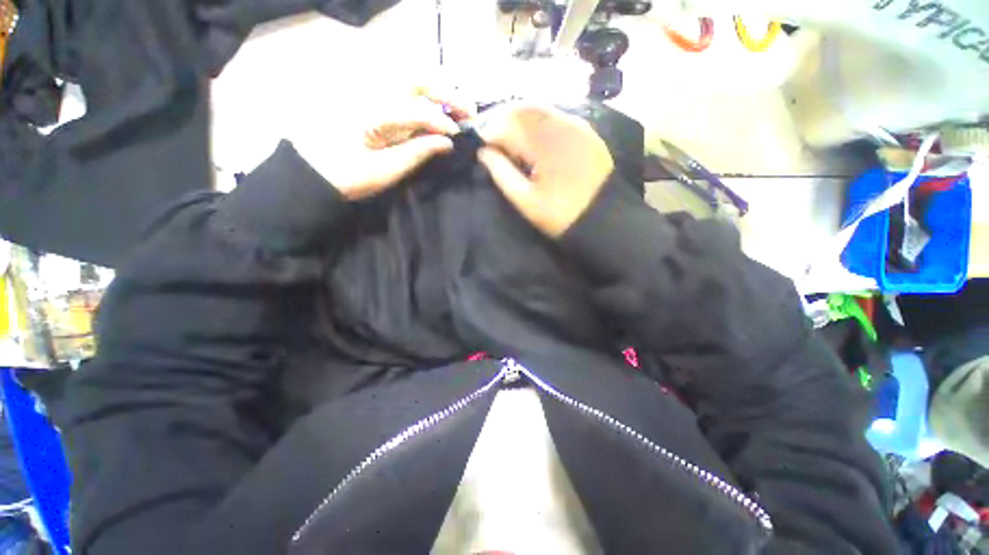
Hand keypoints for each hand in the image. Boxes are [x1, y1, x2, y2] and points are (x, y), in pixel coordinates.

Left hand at [301, 87, 475, 199]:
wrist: (312, 174)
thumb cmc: (348, 176)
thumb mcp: (386, 170)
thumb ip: (418, 152)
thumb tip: (447, 143)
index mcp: (371, 110)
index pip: (416, 108)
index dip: (441, 120)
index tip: (459, 135)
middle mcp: (368, 91)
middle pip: (414, 79)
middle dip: (446, 92)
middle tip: (469, 109)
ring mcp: (365, 92)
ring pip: (407, 79)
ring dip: (436, 90)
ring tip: (457, 106)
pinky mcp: (366, 99)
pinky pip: (399, 90)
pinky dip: (421, 96)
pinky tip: (435, 107)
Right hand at [476, 104, 613, 237]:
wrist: (605, 220)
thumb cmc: (561, 215)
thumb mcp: (526, 201)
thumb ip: (501, 173)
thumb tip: (483, 153)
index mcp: (543, 143)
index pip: (506, 124)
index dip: (489, 134)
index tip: (483, 150)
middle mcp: (560, 124)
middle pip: (522, 109)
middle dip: (503, 123)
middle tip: (496, 145)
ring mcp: (576, 125)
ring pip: (540, 110)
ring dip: (521, 121)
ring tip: (514, 144)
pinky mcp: (586, 131)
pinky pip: (557, 116)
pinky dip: (540, 123)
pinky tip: (537, 142)